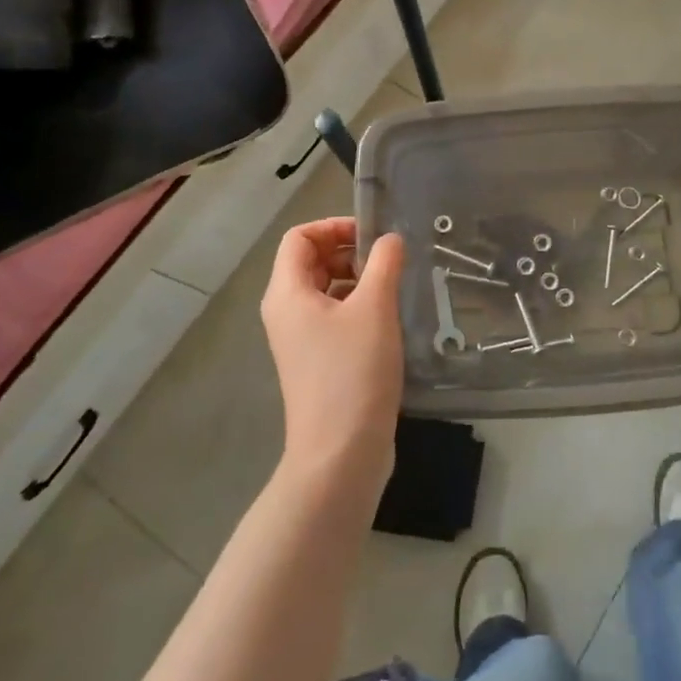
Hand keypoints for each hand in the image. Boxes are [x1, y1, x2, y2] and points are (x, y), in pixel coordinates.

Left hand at [261, 218, 405, 492]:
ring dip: (357, 279)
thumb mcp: (374, 309)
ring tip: (394, 287)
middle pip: (310, 261)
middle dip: (348, 251)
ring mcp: (300, 340)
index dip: (334, 226)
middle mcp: (286, 312)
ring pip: (325, 290)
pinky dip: (358, 307)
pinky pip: (334, 317)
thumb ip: (384, 263)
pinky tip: (389, 318)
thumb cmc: (353, 373)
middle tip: (389, 260)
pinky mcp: (318, 362)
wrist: (341, 454)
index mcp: (287, 293)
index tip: (373, 235)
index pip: (300, 237)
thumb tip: (390, 239)